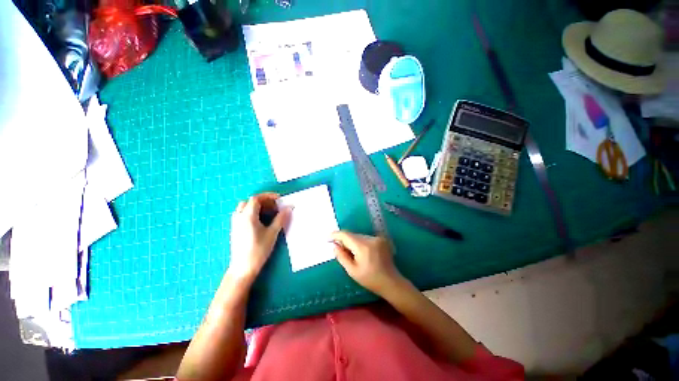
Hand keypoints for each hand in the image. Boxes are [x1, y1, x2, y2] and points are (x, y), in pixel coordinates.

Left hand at [229, 193, 290, 282]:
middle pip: (250, 201)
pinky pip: (242, 214)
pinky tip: (261, 221)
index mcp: (247, 216)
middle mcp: (239, 217)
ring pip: (245, 207)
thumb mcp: (272, 233)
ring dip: (257, 206)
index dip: (268, 196)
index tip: (279, 199)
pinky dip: (252, 212)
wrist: (243, 267)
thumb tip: (289, 208)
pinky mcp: (235, 229)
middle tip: (275, 207)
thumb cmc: (258, 250)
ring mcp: (235, 223)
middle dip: (263, 201)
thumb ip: (280, 218)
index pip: (256, 198)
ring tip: (269, 213)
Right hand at [331, 231, 404, 297]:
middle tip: (340, 250)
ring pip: (359, 236)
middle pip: (352, 235)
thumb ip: (342, 256)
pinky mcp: (381, 239)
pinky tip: (363, 253)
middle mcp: (370, 239)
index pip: (346, 235)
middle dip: (345, 240)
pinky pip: (366, 238)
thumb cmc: (370, 279)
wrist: (391, 282)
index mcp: (363, 247)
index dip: (336, 235)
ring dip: (353, 242)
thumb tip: (334, 245)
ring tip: (353, 254)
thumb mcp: (352, 271)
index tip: (328, 238)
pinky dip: (361, 243)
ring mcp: (377, 238)